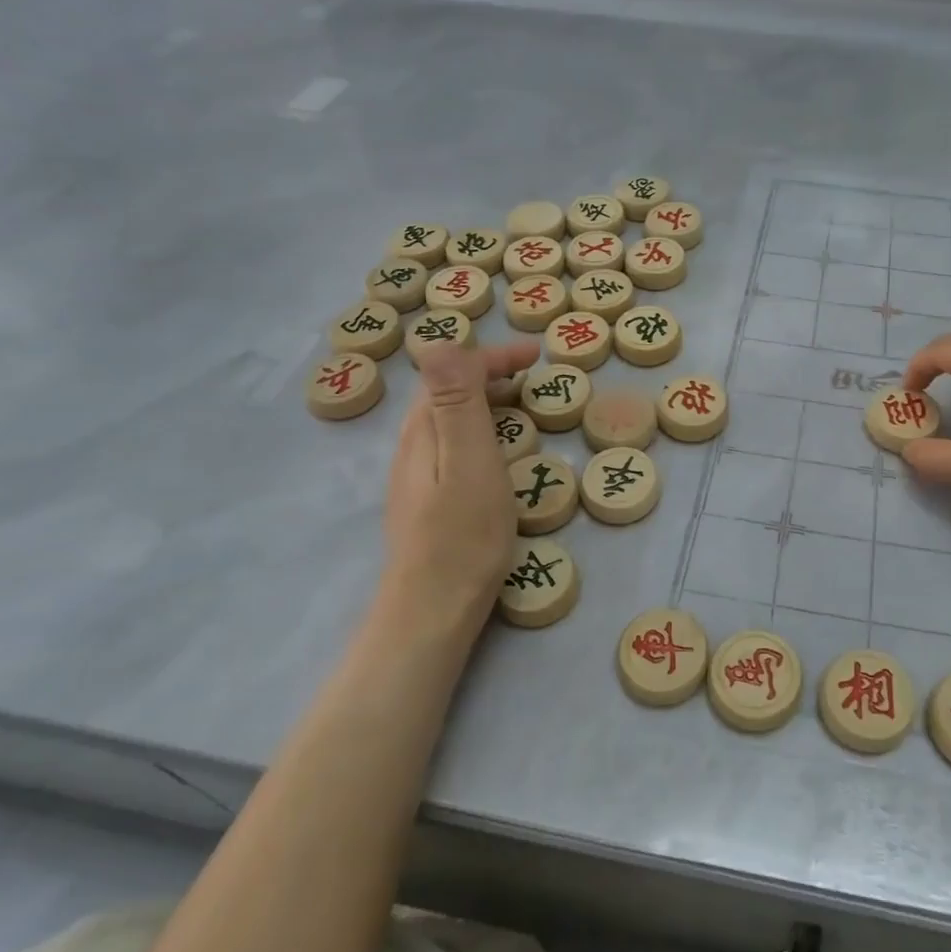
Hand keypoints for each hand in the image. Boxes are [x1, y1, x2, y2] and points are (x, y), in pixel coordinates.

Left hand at [376, 339, 539, 640]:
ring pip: (450, 418)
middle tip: (533, 375)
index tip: (537, 355)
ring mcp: (416, 475)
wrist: (432, 612)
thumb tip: (438, 339)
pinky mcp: (427, 500)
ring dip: (485, 399)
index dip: (493, 356)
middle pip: (447, 390)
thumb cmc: (462, 535)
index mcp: (424, 430)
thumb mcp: (469, 461)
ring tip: (522, 404)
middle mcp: (413, 446)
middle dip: (489, 371)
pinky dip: (482, 429)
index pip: (453, 370)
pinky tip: (499, 452)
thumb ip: (456, 401)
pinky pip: (454, 444)